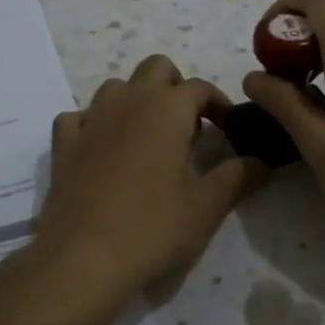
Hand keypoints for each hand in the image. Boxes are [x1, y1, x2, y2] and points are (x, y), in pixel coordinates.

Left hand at [26, 55, 267, 317]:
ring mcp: (91, 119)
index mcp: (167, 109)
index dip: (219, 103)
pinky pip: (78, 117)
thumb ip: (236, 178)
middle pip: (156, 68)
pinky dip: (93, 124)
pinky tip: (100, 148)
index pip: (200, 87)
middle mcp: (128, 101)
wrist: (84, 257)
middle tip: (187, 125)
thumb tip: (261, 163)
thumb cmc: (153, 227)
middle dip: (175, 87)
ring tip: (146, 136)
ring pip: (116, 87)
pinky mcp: (64, 144)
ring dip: (135, 100)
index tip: (228, 128)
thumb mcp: (206, 207)